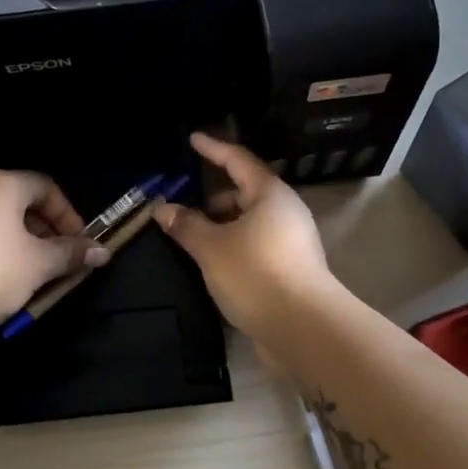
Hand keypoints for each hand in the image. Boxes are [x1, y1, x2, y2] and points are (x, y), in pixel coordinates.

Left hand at [0, 170, 108, 337]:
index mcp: (1, 184)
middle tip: (57, 263)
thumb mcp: (38, 264)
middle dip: (44, 233)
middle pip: (19, 204)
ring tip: (29, 279)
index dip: (68, 214)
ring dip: (19, 248)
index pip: (45, 186)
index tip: (79, 244)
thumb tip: (102, 251)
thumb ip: (70, 254)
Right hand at [153, 132, 337, 342]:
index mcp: (271, 195)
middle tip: (183, 204)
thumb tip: (163, 208)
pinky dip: (232, 247)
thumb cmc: (256, 274)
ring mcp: (292, 242)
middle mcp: (285, 212)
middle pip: (245, 193)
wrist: (304, 329)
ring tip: (192, 238)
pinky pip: (255, 246)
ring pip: (249, 223)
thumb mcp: (212, 248)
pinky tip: (212, 263)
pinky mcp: (291, 270)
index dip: (213, 148)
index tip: (193, 139)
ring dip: (222, 226)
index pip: (238, 160)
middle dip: (213, 197)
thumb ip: (186, 225)